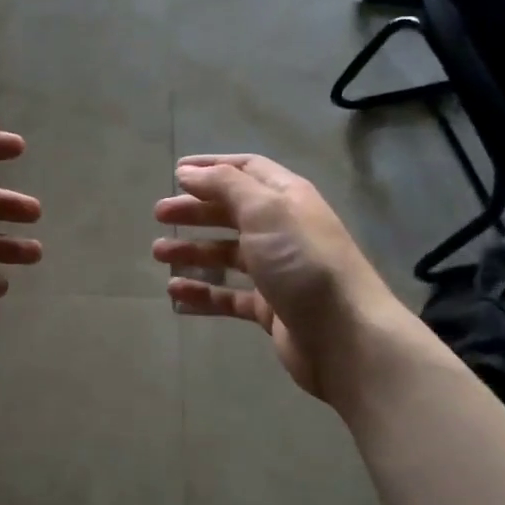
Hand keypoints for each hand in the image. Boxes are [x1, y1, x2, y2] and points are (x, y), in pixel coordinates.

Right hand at [153, 154, 401, 401]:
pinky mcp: (271, 308)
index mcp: (287, 198)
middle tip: (159, 214)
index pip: (247, 171)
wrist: (345, 336)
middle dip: (196, 210)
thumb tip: (189, 172)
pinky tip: (176, 294)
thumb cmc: (302, 262)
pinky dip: (203, 293)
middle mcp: (283, 230)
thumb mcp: (264, 210)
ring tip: (159, 254)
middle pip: (232, 212)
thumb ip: (225, 186)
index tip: (176, 172)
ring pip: (228, 254)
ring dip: (193, 250)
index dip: (212, 168)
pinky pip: (230, 295)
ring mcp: (278, 270)